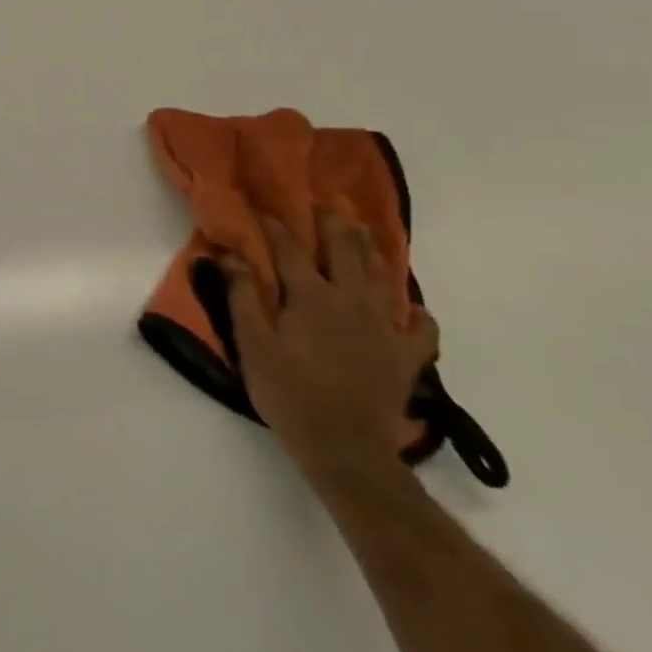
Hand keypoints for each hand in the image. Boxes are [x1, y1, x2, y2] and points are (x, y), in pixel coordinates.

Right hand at [225, 213, 436, 479]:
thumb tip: (231, 255)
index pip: (289, 248)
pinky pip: (420, 326)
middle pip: (345, 250)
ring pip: (383, 276)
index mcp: (311, 296)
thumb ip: (242, 297)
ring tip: (365, 231)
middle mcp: (351, 301)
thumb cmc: (288, 393)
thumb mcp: (252, 345)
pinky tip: (408, 308)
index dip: (274, 224)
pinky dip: (415, 312)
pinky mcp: (406, 355)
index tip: (261, 207)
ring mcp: (384, 327)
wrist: (345, 447)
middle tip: (326, 203)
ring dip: (373, 249)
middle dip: (333, 222)